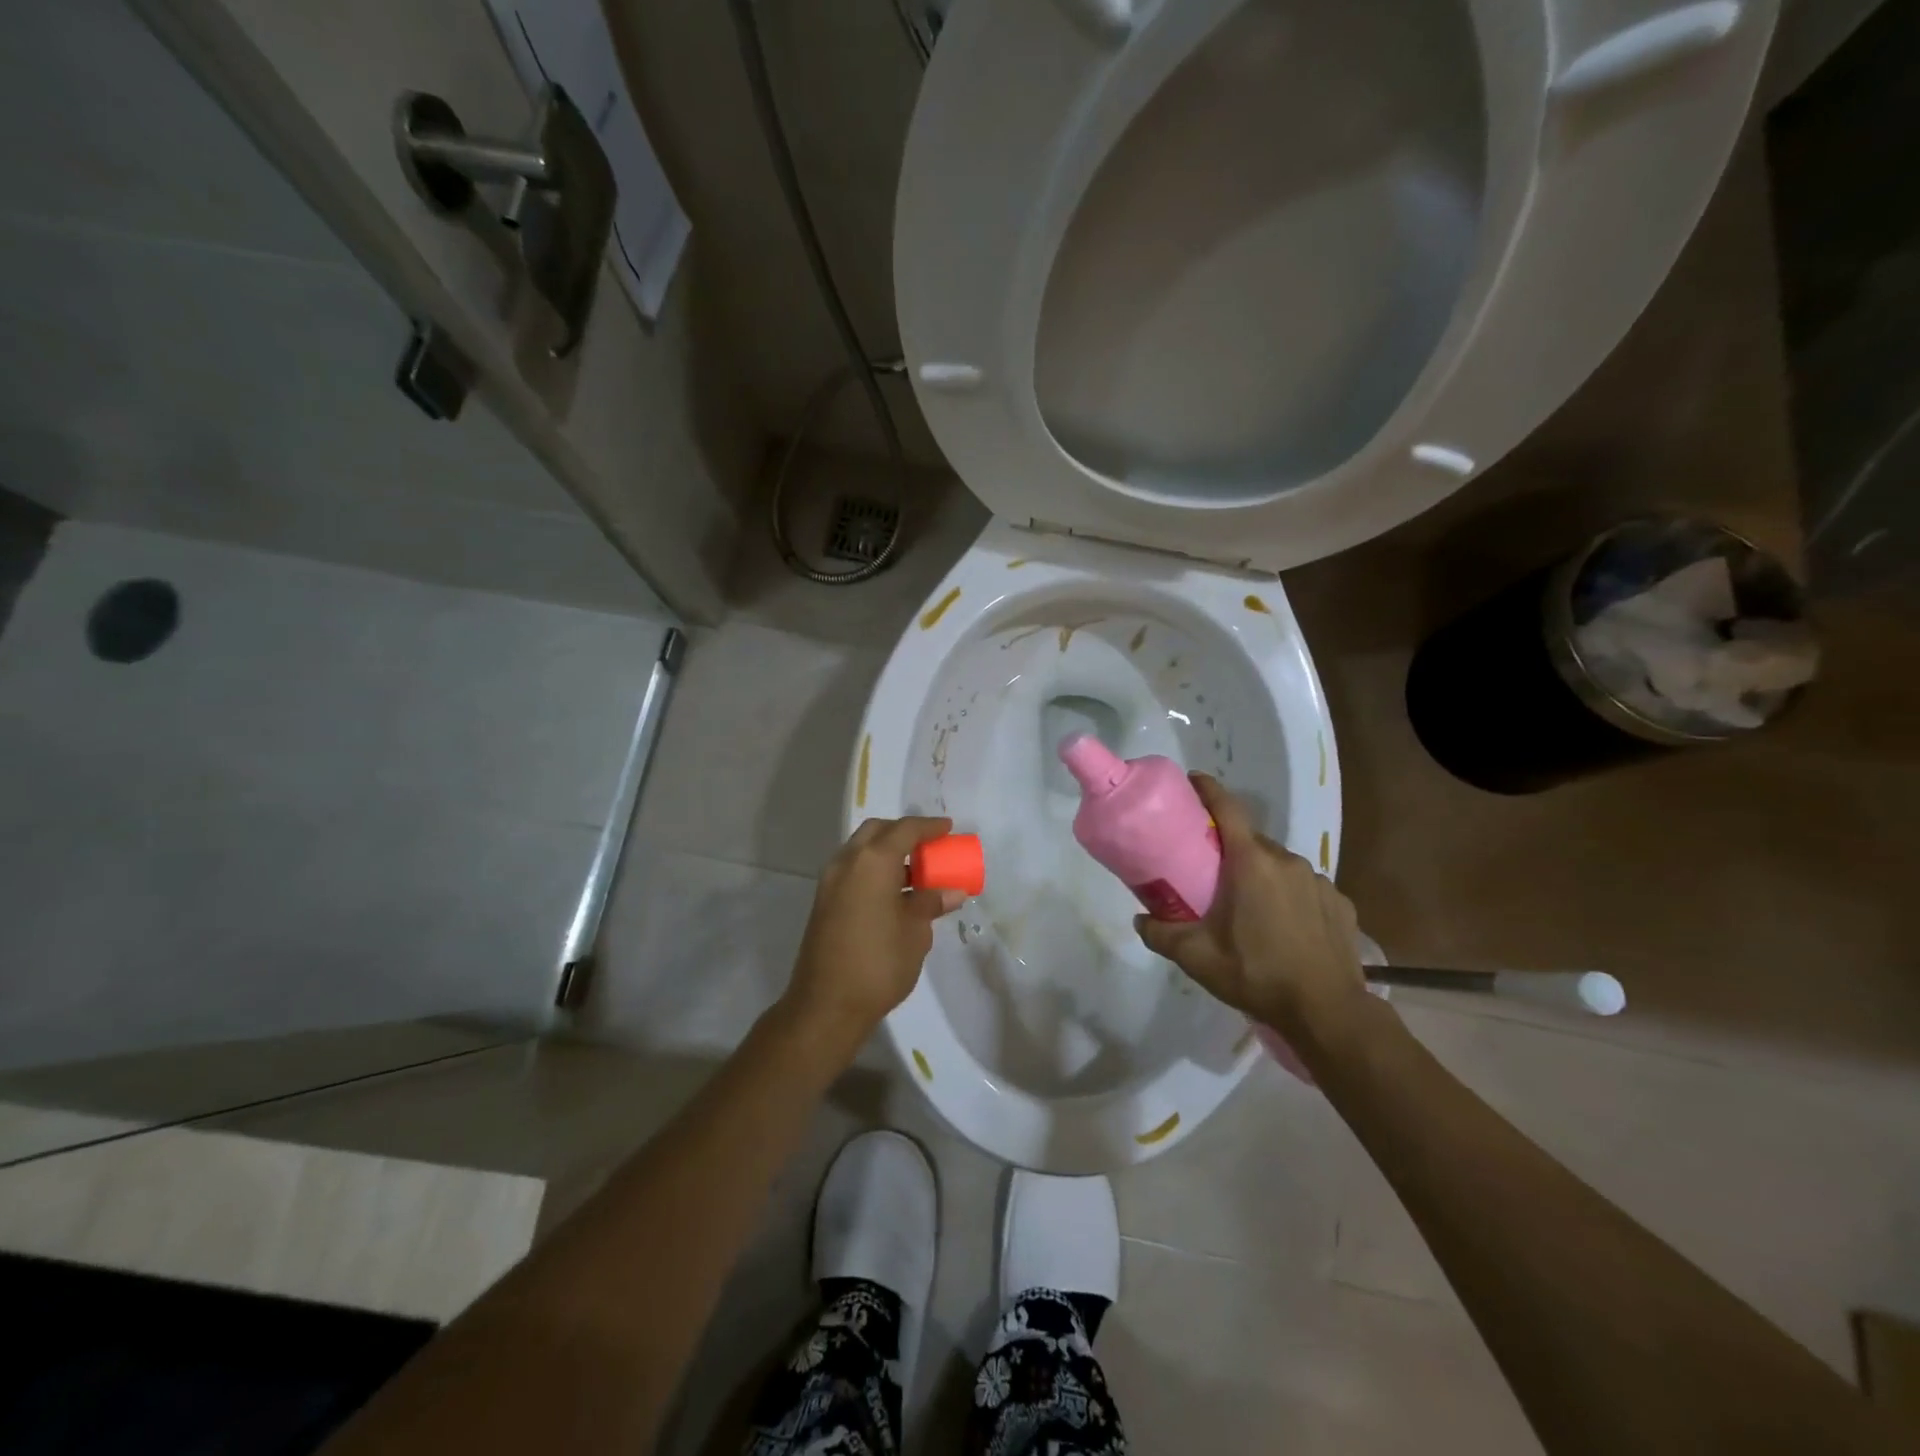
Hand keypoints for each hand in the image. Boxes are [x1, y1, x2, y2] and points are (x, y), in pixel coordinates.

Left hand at [784, 816, 963, 1049]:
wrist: (826, 1005)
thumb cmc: (878, 964)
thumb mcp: (915, 933)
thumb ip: (931, 904)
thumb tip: (952, 892)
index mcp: (872, 862)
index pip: (904, 830)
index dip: (929, 826)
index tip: (949, 828)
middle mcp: (847, 862)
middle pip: (877, 832)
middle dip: (903, 833)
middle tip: (929, 846)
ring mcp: (830, 881)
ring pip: (861, 850)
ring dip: (887, 852)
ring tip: (917, 871)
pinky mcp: (824, 902)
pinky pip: (853, 871)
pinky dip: (874, 871)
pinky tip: (894, 893)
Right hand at [1134, 774, 1366, 1045]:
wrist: (1328, 1012)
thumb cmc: (1256, 974)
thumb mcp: (1196, 958)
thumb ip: (1161, 934)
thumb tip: (1140, 920)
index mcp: (1251, 862)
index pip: (1228, 808)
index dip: (1208, 789)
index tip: (1192, 782)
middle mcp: (1286, 861)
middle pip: (1252, 841)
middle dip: (1230, 849)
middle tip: (1210, 873)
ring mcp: (1318, 881)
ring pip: (1279, 866)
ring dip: (1261, 876)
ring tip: (1249, 908)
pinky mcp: (1340, 904)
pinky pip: (1305, 888)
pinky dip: (1290, 897)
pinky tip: (1284, 928)